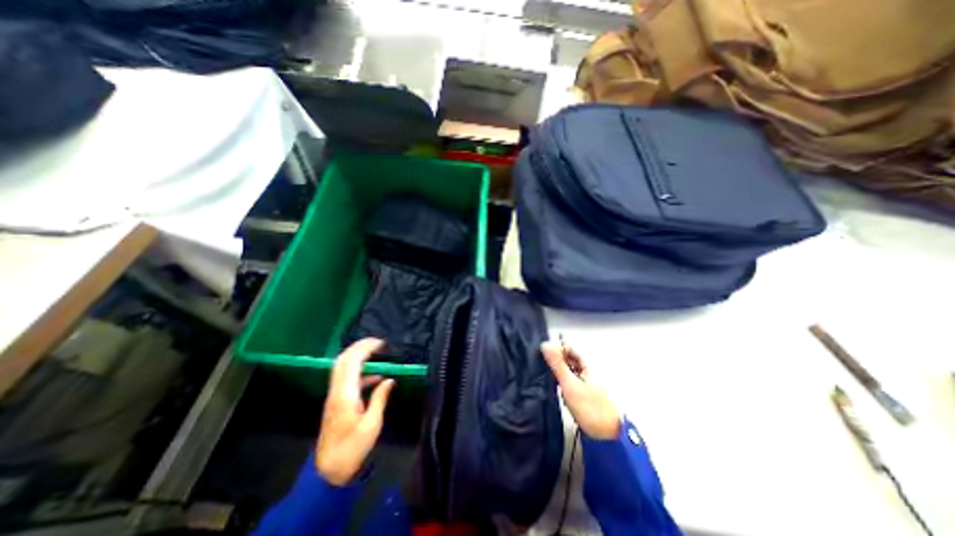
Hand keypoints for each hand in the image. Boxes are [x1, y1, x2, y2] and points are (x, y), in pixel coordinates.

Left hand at [316, 338, 396, 486]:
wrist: (329, 471)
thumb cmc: (353, 449)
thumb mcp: (372, 425)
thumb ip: (380, 399)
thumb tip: (389, 380)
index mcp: (345, 395)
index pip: (352, 362)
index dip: (365, 348)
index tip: (381, 343)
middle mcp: (337, 392)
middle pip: (343, 360)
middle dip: (359, 346)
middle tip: (378, 342)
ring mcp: (335, 397)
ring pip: (342, 368)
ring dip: (357, 356)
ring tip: (376, 351)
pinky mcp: (337, 402)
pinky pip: (346, 379)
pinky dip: (359, 372)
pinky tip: (375, 376)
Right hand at [540, 344, 624, 438]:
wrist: (607, 437)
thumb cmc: (589, 408)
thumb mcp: (570, 384)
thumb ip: (558, 364)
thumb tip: (545, 344)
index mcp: (588, 365)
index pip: (569, 348)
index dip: (556, 348)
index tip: (542, 354)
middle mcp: (589, 371)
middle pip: (570, 359)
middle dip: (557, 361)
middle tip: (543, 367)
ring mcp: (588, 383)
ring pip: (570, 371)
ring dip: (559, 372)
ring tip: (547, 378)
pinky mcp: (586, 394)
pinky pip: (571, 382)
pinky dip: (563, 382)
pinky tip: (558, 389)